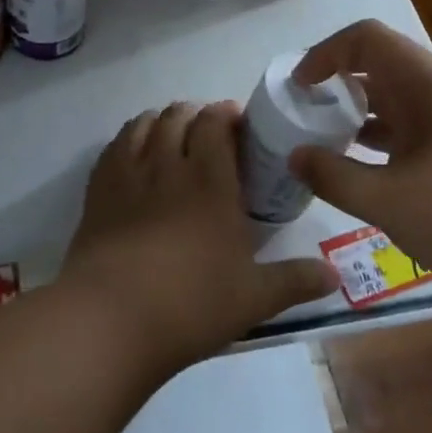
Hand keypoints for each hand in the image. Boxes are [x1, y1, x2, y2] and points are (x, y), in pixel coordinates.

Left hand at [61, 101, 338, 373]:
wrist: (111, 318)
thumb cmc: (191, 303)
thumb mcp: (254, 298)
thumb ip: (296, 281)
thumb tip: (334, 277)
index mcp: (210, 180)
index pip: (214, 122)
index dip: (225, 114)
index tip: (237, 125)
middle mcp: (167, 165)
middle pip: (177, 115)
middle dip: (194, 115)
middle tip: (207, 136)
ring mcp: (127, 174)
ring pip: (142, 124)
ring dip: (160, 121)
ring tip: (170, 138)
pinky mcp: (97, 191)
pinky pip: (113, 147)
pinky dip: (128, 139)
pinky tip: (134, 156)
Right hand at [289, 20, 431, 291]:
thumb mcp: (389, 201)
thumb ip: (333, 176)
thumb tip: (294, 157)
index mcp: (431, 86)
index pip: (368, 39)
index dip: (325, 53)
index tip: (298, 88)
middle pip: (382, 67)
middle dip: (337, 85)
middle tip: (304, 116)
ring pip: (399, 102)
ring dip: (359, 115)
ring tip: (325, 143)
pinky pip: (415, 131)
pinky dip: (383, 141)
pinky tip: (366, 173)